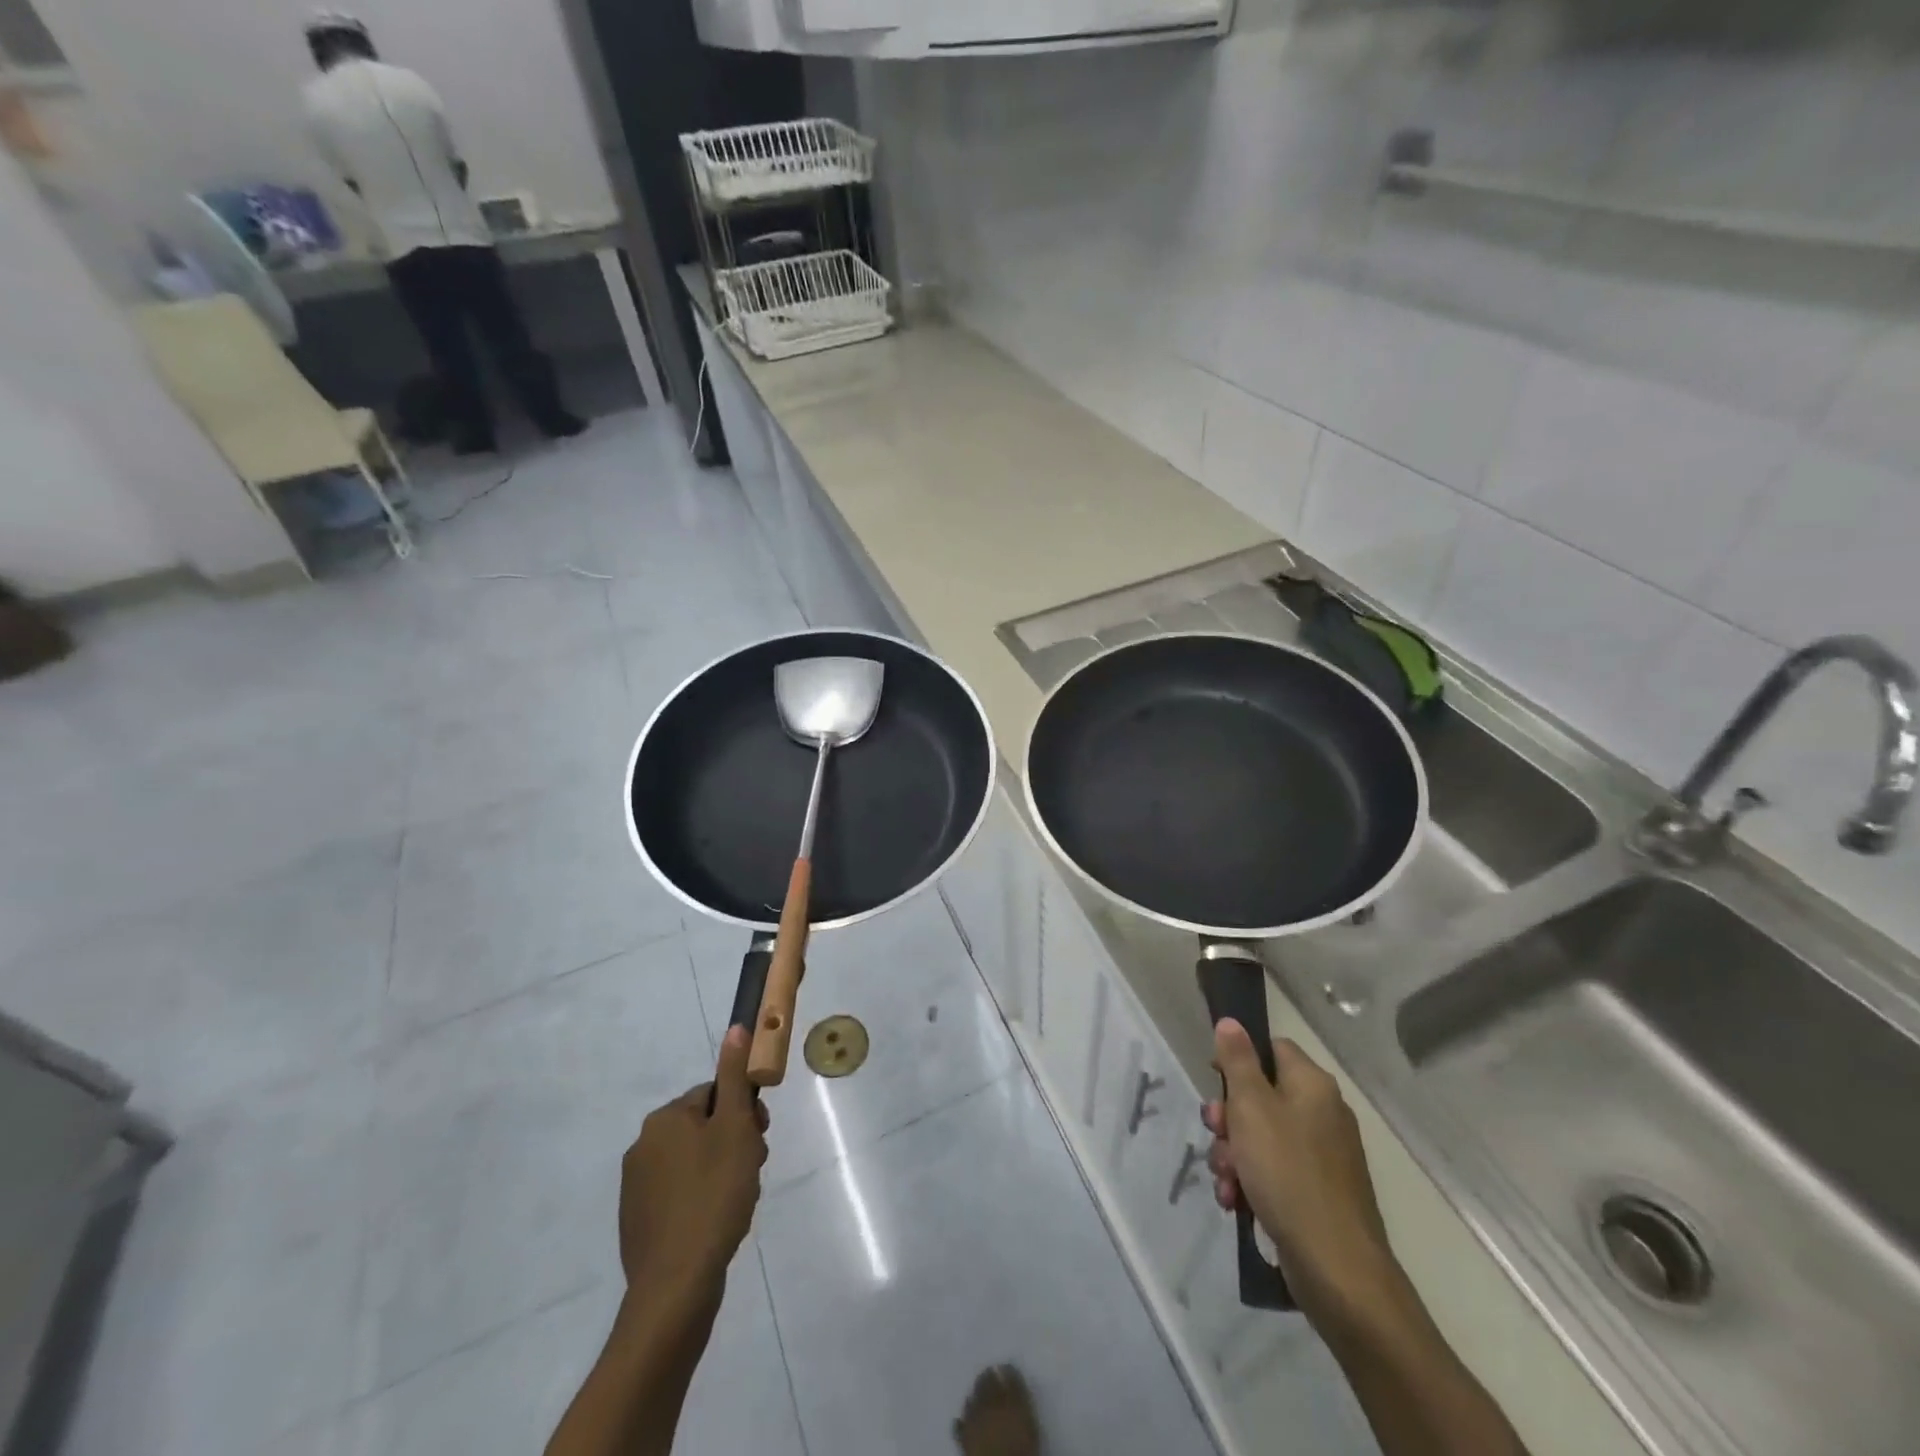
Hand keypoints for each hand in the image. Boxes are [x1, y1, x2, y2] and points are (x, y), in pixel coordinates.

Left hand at [619, 1027, 769, 1296]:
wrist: (676, 1285)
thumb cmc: (713, 1195)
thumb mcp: (735, 1128)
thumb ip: (735, 1077)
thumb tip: (736, 1027)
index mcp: (665, 1119)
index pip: (715, 1095)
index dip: (744, 1113)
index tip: (760, 1137)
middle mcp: (643, 1145)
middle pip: (705, 1127)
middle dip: (734, 1143)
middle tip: (752, 1170)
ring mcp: (636, 1187)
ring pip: (695, 1161)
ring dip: (722, 1171)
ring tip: (738, 1201)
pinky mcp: (638, 1222)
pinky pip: (680, 1194)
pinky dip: (702, 1200)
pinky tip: (718, 1222)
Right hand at [1203, 1020, 1402, 1328]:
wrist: (1337, 1270)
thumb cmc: (1288, 1173)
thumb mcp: (1251, 1107)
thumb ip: (1237, 1061)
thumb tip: (1231, 1021)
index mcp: (1312, 1085)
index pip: (1272, 1049)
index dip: (1238, 1059)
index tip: (1214, 1081)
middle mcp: (1322, 1114)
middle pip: (1260, 1096)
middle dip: (1228, 1118)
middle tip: (1217, 1133)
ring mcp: (1323, 1157)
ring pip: (1260, 1137)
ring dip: (1233, 1155)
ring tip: (1226, 1180)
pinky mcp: (1317, 1193)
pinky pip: (1273, 1172)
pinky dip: (1251, 1182)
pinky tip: (1235, 1202)